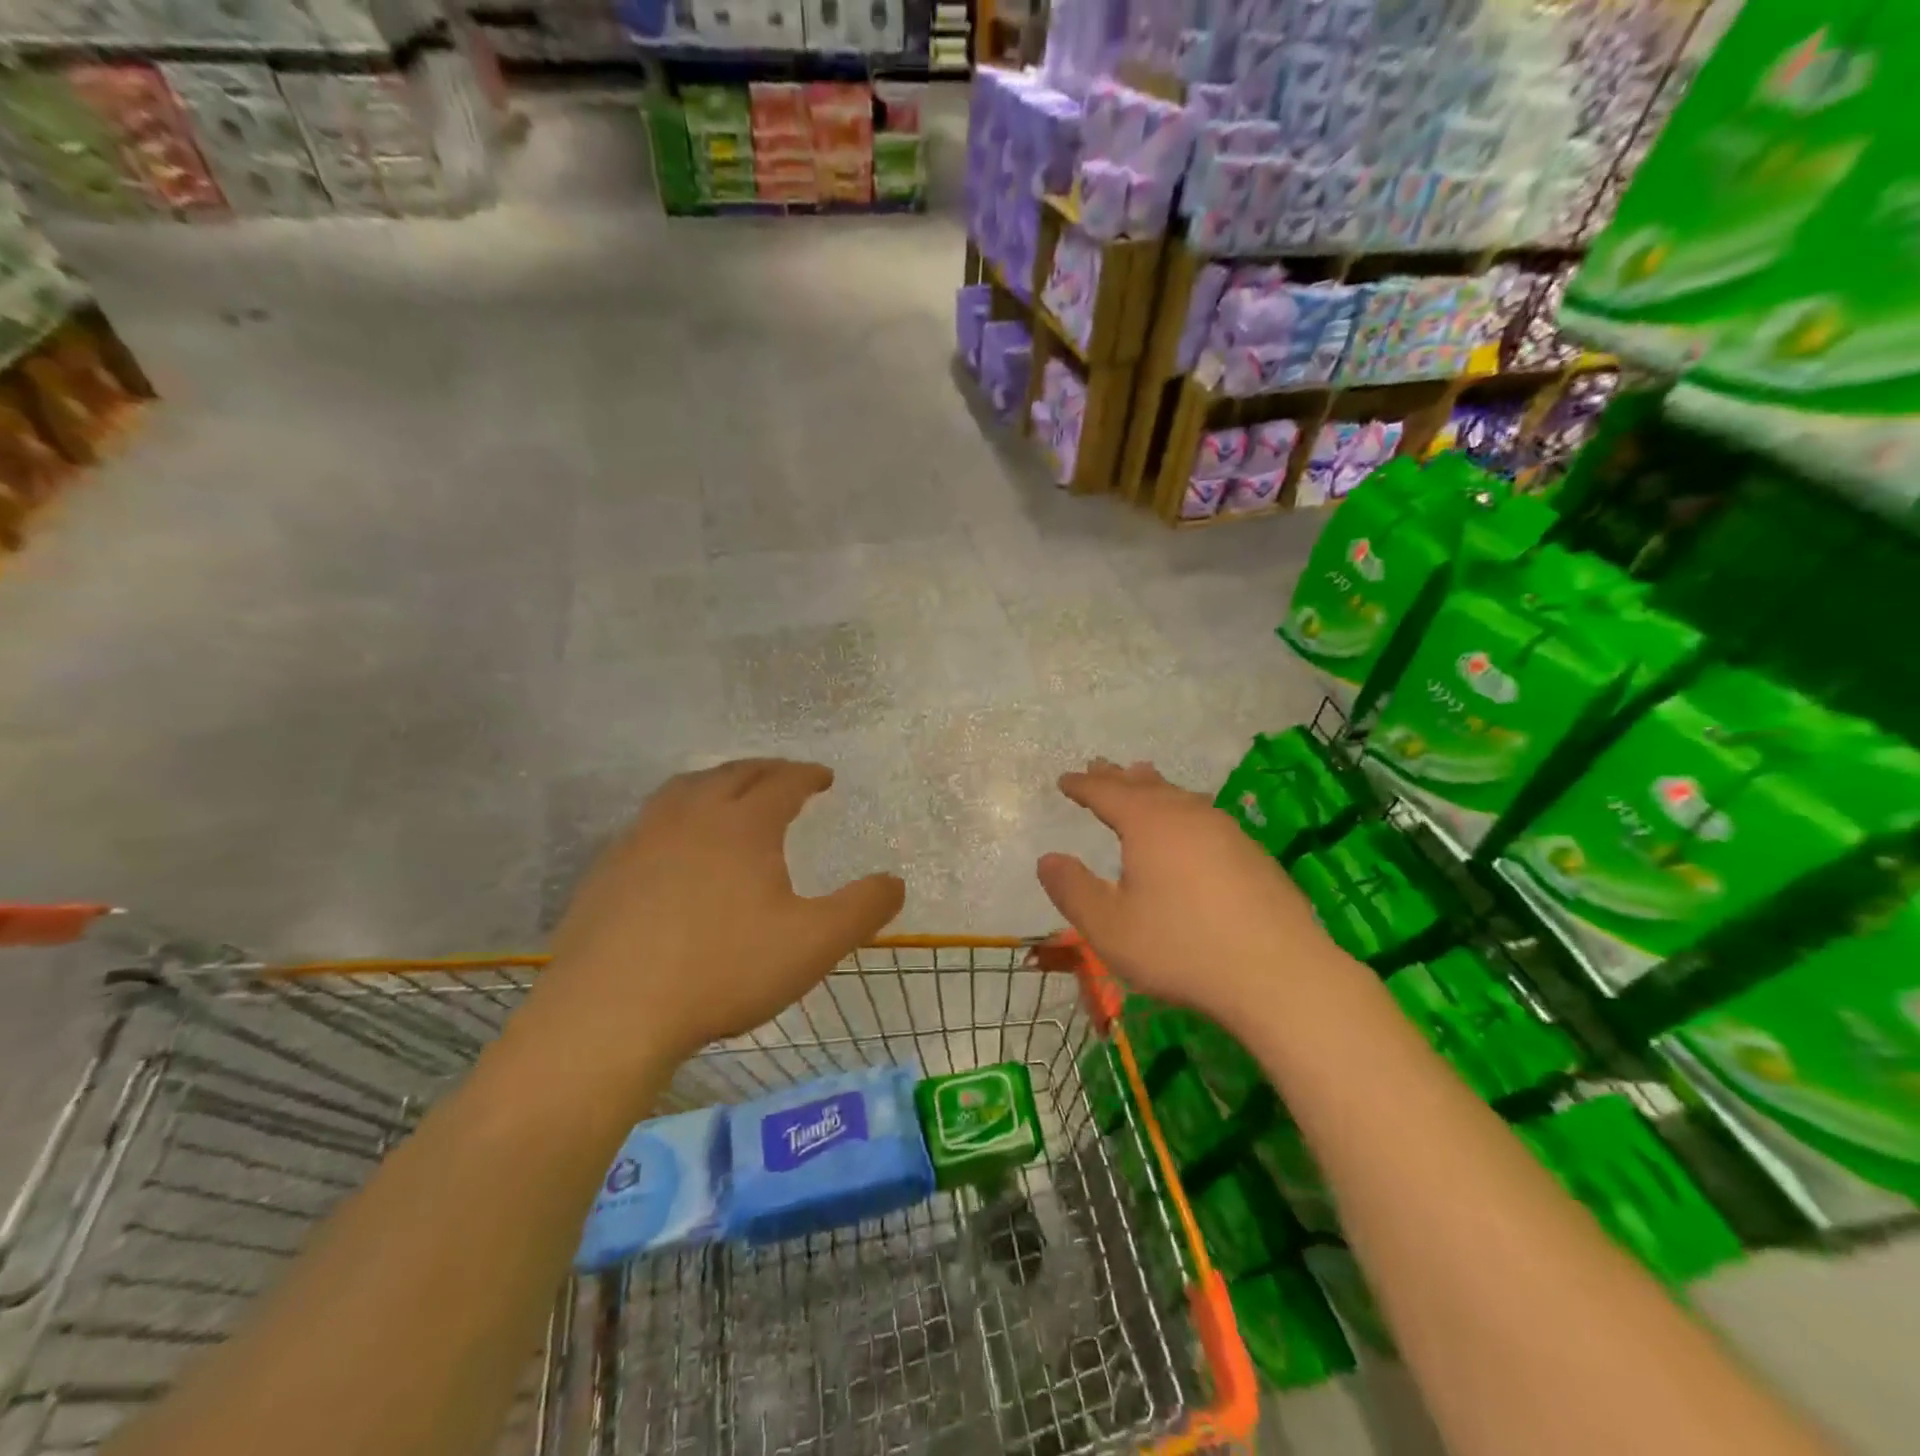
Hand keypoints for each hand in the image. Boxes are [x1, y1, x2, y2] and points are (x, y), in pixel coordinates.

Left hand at [522, 760, 904, 1090]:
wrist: (610, 1011)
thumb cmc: (723, 970)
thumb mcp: (813, 944)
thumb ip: (862, 909)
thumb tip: (895, 882)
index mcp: (744, 825)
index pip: (783, 782)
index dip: (807, 775)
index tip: (824, 777)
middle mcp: (692, 816)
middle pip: (733, 774)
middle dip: (765, 770)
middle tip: (783, 775)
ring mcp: (642, 839)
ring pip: (684, 789)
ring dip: (715, 781)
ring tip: (728, 791)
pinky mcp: (607, 869)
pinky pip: (650, 821)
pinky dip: (676, 814)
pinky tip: (674, 843)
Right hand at [1037, 759, 1353, 1032]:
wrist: (1279, 974)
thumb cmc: (1182, 948)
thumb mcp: (1109, 928)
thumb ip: (1073, 891)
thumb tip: (1047, 859)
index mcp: (1148, 823)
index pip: (1106, 793)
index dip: (1083, 785)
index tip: (1065, 779)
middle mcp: (1187, 815)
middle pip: (1145, 785)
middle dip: (1117, 777)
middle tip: (1099, 765)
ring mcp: (1226, 831)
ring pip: (1180, 796)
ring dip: (1154, 787)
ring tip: (1143, 778)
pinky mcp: (1252, 854)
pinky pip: (1204, 816)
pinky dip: (1183, 809)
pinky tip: (1191, 824)